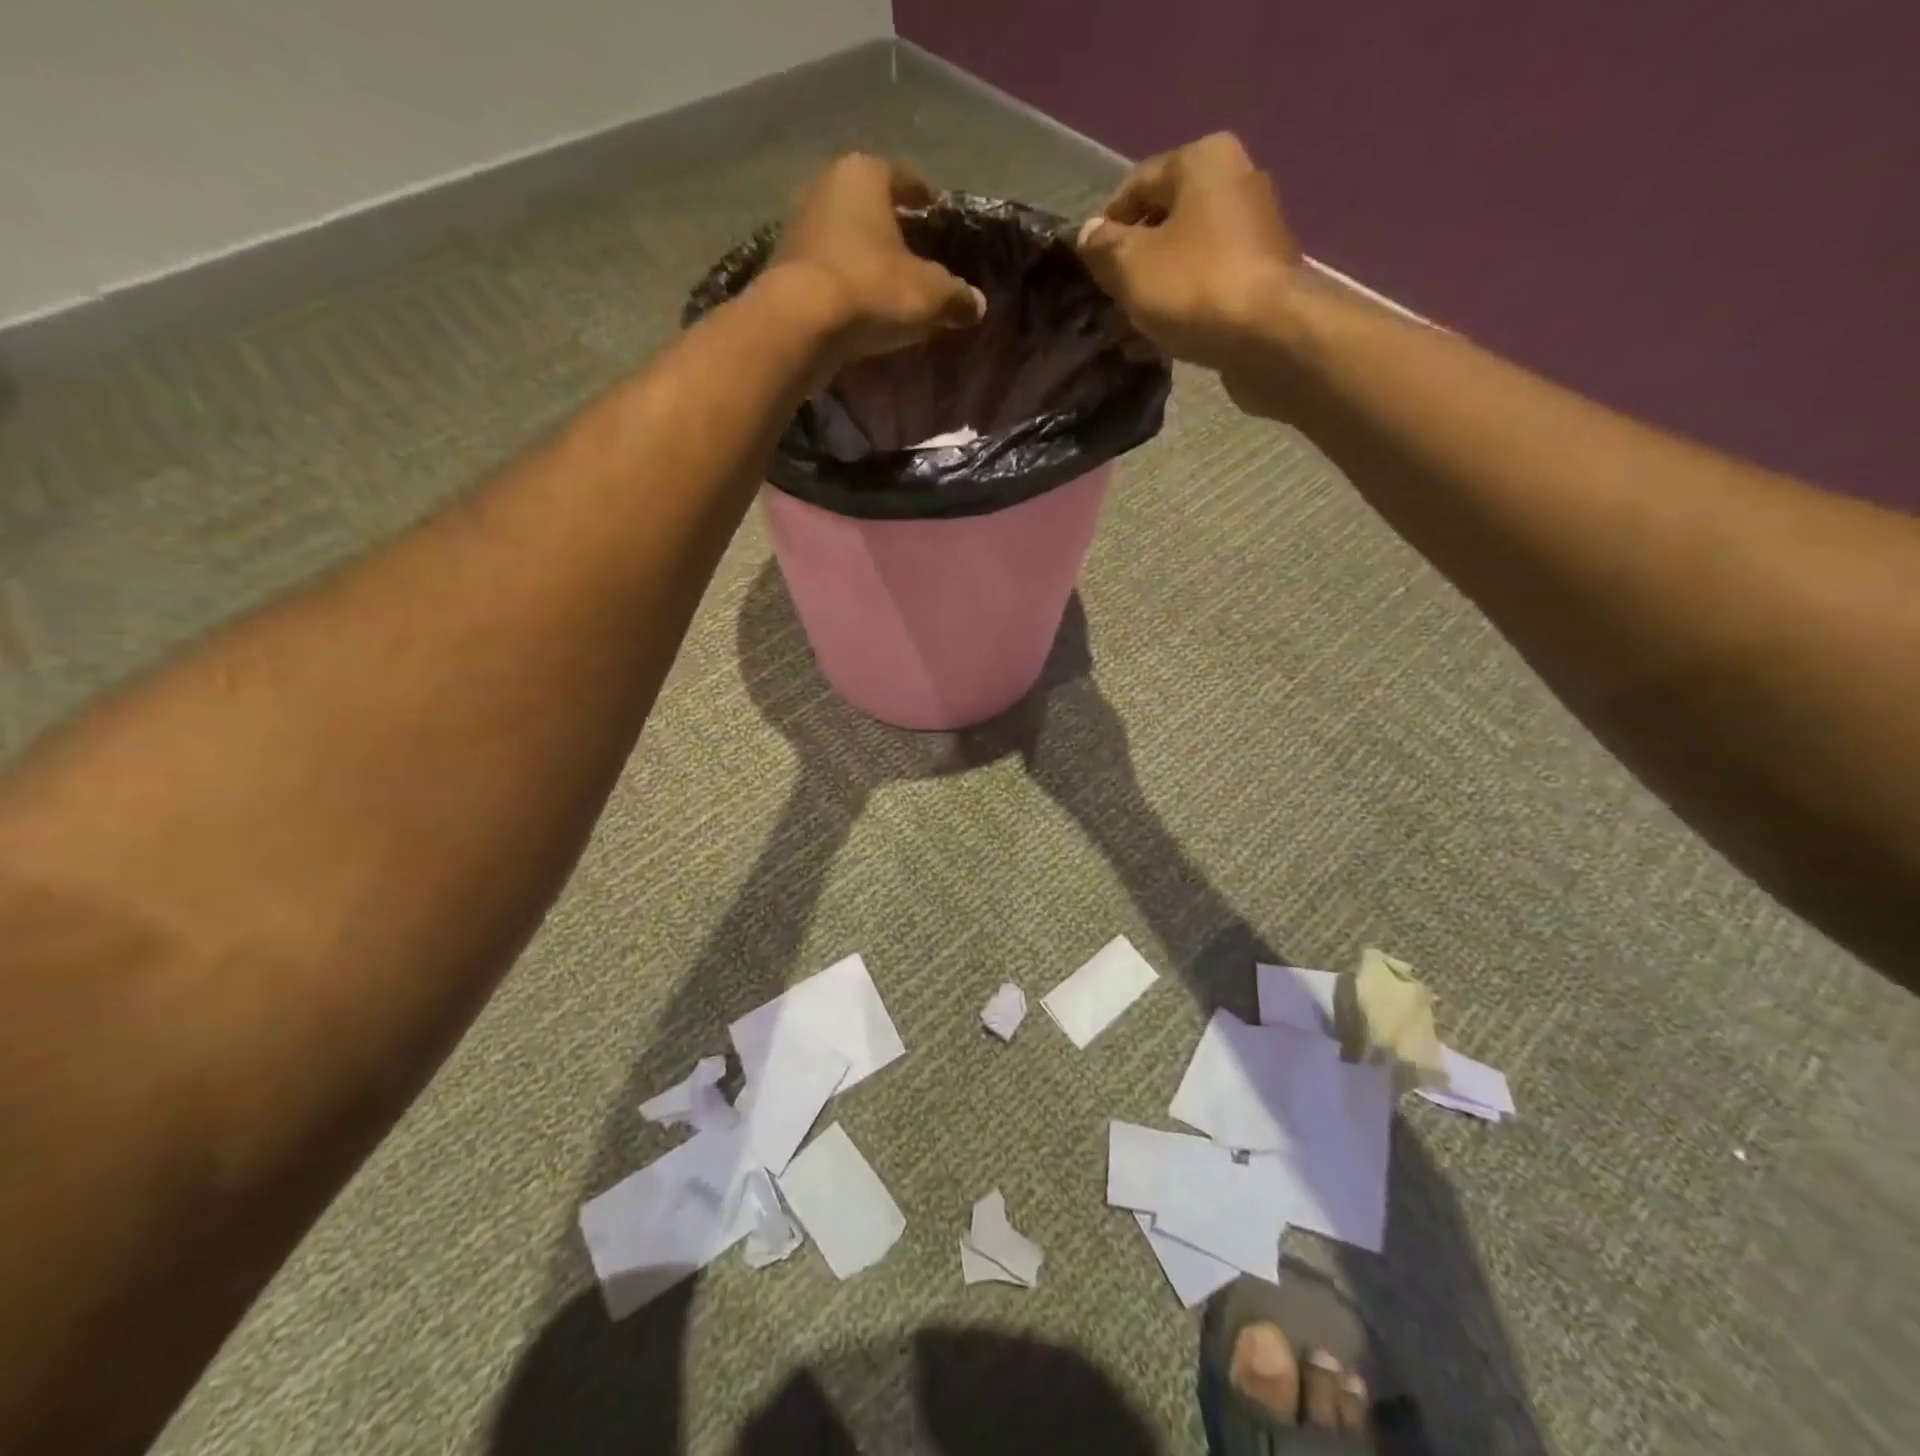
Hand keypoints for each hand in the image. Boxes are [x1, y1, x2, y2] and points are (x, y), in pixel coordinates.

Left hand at [765, 154, 985, 366]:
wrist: (801, 324)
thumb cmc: (871, 290)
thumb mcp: (929, 296)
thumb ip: (956, 296)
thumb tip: (977, 304)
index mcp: (866, 173)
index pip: (906, 179)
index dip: (926, 199)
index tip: (938, 217)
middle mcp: (827, 185)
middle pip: (871, 204)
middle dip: (892, 227)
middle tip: (916, 252)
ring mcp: (800, 223)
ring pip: (845, 234)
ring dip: (864, 254)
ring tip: (886, 281)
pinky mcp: (784, 263)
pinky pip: (827, 266)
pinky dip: (844, 278)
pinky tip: (858, 302)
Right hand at [1076, 134, 1301, 377]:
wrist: (1269, 335)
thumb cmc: (1194, 287)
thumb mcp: (1130, 266)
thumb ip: (1103, 247)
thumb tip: (1088, 234)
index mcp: (1203, 159)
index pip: (1136, 184)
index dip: (1106, 225)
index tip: (1089, 266)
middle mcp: (1237, 177)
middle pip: (1167, 215)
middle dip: (1137, 253)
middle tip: (1112, 294)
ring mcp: (1257, 225)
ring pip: (1190, 249)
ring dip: (1162, 278)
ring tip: (1139, 316)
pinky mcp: (1266, 270)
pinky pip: (1213, 276)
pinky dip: (1189, 296)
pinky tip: (1172, 325)